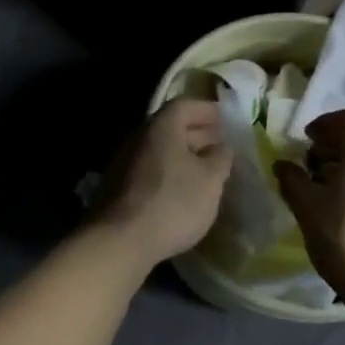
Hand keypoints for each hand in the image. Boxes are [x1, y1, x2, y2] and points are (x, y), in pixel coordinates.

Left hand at [88, 98, 231, 269]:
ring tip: (206, 169)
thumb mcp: (210, 180)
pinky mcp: (118, 186)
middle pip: (170, 126)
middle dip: (196, 132)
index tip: (225, 119)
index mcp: (161, 127)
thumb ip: (220, 158)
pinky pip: (150, 168)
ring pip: (159, 149)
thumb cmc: (172, 202)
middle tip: (219, 143)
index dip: (207, 110)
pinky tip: (182, 189)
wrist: (120, 240)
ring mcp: (124, 161)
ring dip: (183, 154)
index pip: (184, 105)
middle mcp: (138, 137)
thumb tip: (221, 147)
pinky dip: (169, 171)